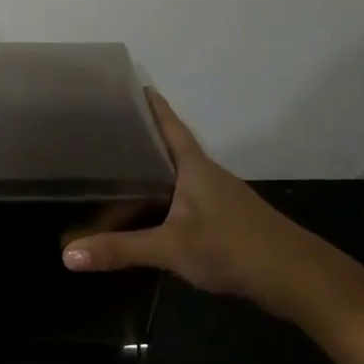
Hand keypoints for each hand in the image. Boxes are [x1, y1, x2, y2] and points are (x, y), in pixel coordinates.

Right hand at [61, 89, 334, 317]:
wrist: (296, 279)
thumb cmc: (233, 247)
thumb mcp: (171, 248)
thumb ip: (120, 249)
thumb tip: (67, 255)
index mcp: (195, 168)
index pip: (170, 126)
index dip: (152, 106)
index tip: (132, 85)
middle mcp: (207, 176)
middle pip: (169, 150)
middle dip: (140, 140)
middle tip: (102, 134)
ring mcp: (218, 200)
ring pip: (176, 179)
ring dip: (150, 174)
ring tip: (113, 173)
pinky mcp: (223, 223)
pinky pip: (182, 202)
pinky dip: (160, 201)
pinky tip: (143, 215)